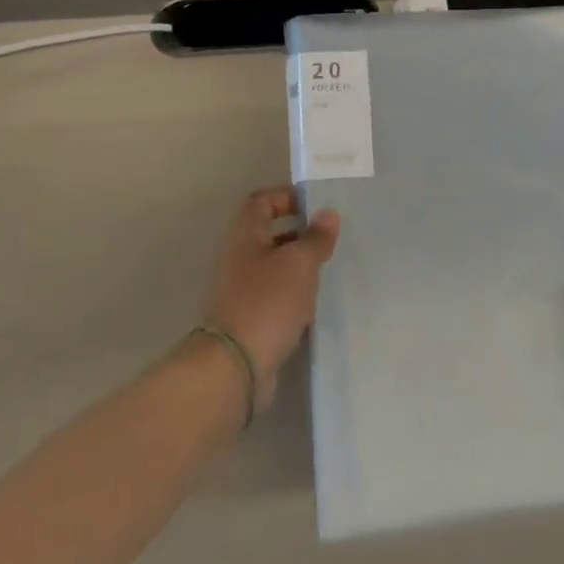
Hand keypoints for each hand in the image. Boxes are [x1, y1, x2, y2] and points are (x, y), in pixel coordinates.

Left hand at [199, 188, 340, 411]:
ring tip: (328, 270)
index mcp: (245, 234)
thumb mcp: (299, 262)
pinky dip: (293, 297)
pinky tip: (314, 305)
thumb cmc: (266, 301)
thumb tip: (328, 214)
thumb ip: (315, 237)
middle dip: (299, 234)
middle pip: (269, 234)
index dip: (287, 197)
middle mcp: (238, 257)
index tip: (316, 206)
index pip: (262, 201)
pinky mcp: (248, 319)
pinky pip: (274, 297)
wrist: (234, 366)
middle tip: (330, 239)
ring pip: (274, 268)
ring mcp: (240, 290)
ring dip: (298, 268)